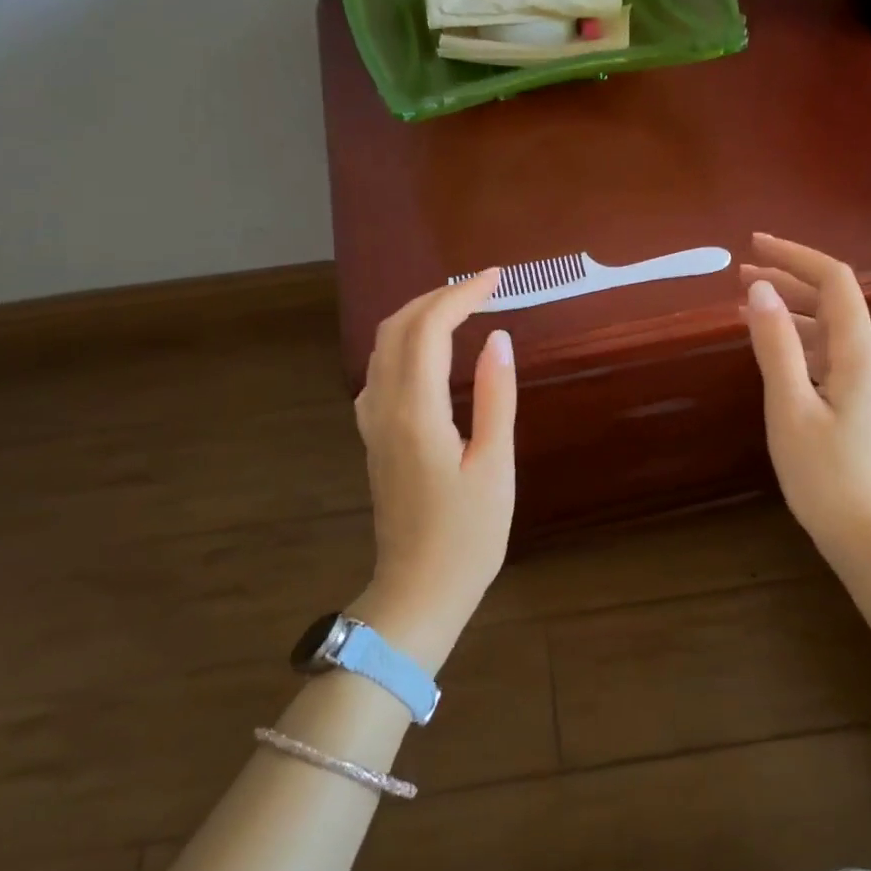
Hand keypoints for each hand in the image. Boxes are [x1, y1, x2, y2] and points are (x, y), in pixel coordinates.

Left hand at [351, 270, 515, 666]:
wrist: (418, 591)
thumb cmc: (467, 535)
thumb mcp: (495, 466)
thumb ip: (495, 397)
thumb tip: (498, 339)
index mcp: (416, 411)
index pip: (429, 328)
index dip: (460, 295)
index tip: (495, 279)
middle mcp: (384, 407)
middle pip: (396, 328)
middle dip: (435, 297)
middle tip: (480, 289)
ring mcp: (372, 423)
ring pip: (381, 347)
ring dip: (417, 317)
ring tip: (459, 311)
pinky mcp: (374, 438)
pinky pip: (379, 372)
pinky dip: (405, 345)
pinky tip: (429, 357)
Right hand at [739, 235, 870, 648]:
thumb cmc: (827, 475)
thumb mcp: (790, 408)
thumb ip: (776, 346)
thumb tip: (761, 289)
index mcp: (857, 353)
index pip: (834, 281)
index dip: (797, 255)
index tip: (755, 245)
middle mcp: (868, 360)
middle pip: (833, 302)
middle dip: (789, 281)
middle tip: (741, 275)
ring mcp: (866, 385)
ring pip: (829, 331)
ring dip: (791, 313)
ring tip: (747, 308)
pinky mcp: (858, 407)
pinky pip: (827, 358)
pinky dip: (798, 345)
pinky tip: (772, 353)